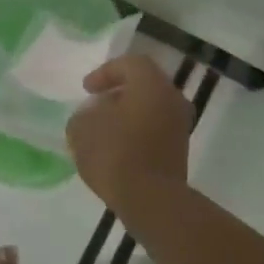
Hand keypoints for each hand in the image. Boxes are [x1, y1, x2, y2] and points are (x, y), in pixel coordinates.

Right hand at [66, 54, 191, 210]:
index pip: (131, 64)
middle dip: (118, 92)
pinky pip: (156, 129)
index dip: (106, 72)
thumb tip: (94, 115)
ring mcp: (180, 126)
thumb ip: (84, 115)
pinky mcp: (179, 150)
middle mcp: (172, 99)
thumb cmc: (115, 155)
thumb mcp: (82, 130)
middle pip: (145, 85)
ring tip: (104, 128)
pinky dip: (137, 131)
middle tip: (97, 104)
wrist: (151, 200)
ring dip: (128, 113)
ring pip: (152, 108)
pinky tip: (117, 147)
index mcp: (151, 85)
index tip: (87, 89)